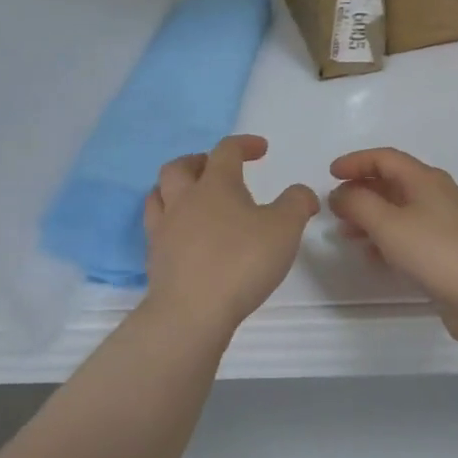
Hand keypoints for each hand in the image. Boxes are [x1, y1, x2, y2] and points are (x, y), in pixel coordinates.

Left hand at [143, 135, 317, 333]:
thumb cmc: (241, 261)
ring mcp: (164, 229)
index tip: (261, 149)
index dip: (244, 144)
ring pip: (159, 194)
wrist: (191, 312)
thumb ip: (297, 203)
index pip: (226, 150)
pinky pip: (157, 227)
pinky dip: (170, 222)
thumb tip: (302, 193)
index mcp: (215, 184)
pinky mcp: (155, 258)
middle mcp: (184, 199)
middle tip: (217, 169)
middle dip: (199, 161)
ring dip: (175, 188)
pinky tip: (185, 235)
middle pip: (180, 167)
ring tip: (192, 197)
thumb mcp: (285, 228)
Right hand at [328, 148, 457, 342]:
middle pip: (393, 183)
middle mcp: (437, 196)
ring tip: (346, 234)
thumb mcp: (388, 223)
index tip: (329, 174)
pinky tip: (373, 256)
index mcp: (425, 179)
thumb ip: (359, 204)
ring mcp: (445, 225)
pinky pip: (410, 236)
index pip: (385, 158)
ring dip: (371, 217)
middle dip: (361, 190)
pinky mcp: (448, 253)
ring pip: (400, 211)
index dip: (356, 161)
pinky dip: (387, 240)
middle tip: (334, 206)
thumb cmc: (436, 251)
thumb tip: (341, 193)